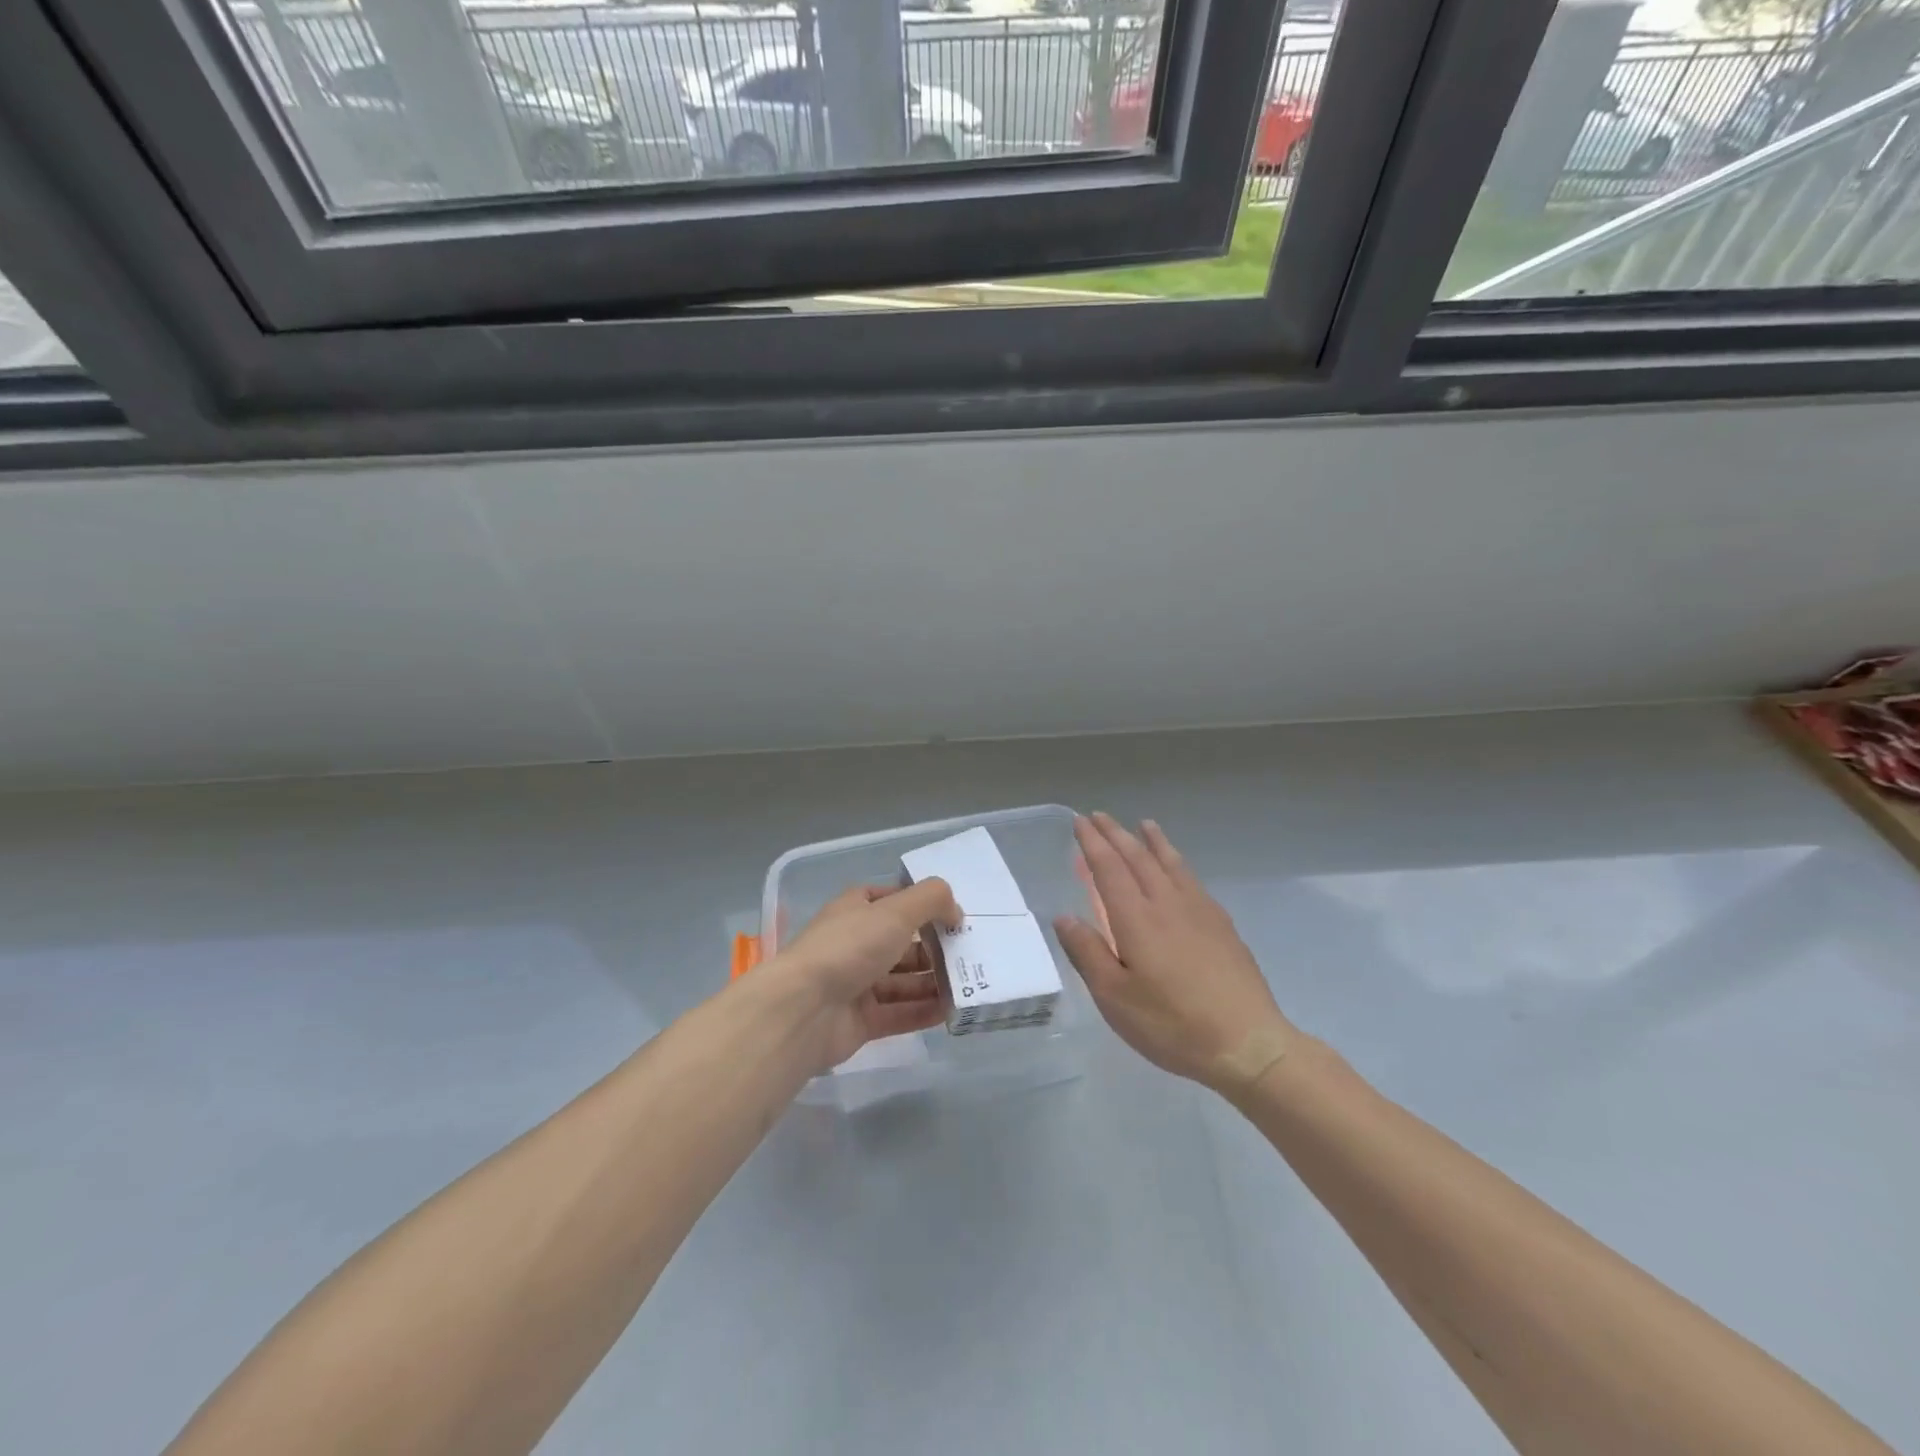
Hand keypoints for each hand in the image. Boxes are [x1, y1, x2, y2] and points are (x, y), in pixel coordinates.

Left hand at [770, 879, 962, 1071]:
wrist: (803, 1010)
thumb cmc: (849, 947)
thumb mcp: (896, 911)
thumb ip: (932, 901)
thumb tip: (956, 912)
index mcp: (856, 910)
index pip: (893, 900)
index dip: (922, 904)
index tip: (954, 916)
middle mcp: (855, 944)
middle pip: (902, 942)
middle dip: (935, 947)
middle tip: (972, 953)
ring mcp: (856, 984)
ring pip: (903, 981)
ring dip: (934, 981)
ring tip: (970, 984)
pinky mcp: (860, 1021)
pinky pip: (899, 1013)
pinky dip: (924, 1011)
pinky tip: (952, 1011)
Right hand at [1055, 813, 1294, 1098]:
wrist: (1247, 1043)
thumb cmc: (1171, 1025)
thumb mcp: (1114, 998)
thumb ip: (1087, 953)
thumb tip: (1064, 917)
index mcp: (1136, 919)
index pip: (1109, 868)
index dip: (1092, 844)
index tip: (1079, 822)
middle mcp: (1167, 904)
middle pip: (1138, 858)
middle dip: (1116, 834)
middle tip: (1099, 816)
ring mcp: (1199, 911)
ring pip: (1171, 863)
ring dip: (1153, 841)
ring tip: (1144, 824)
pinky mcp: (1222, 925)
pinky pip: (1193, 879)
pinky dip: (1178, 862)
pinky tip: (1179, 869)